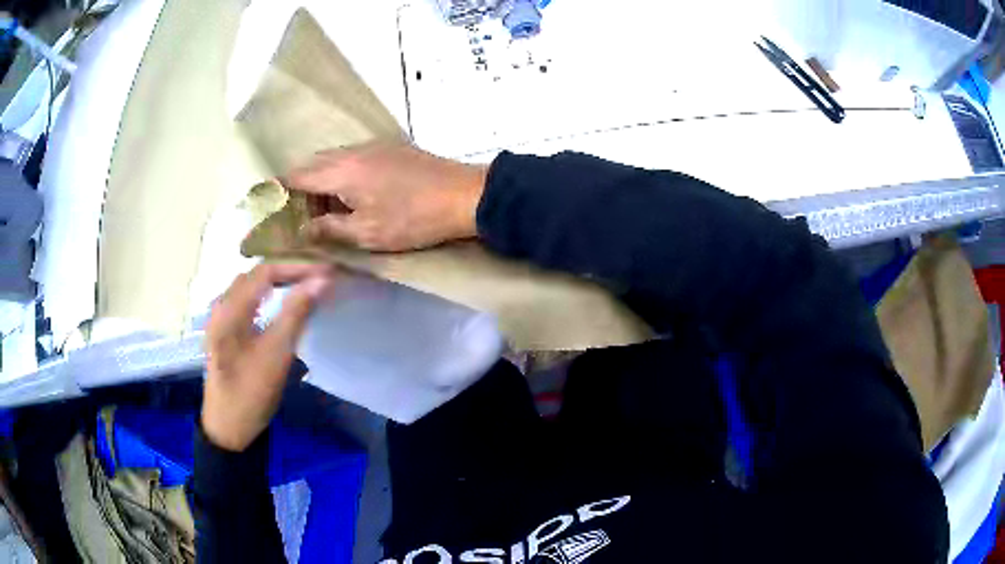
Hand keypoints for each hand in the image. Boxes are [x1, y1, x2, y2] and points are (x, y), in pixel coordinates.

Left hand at [203, 263, 333, 451]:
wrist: (228, 428)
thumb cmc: (250, 393)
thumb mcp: (276, 354)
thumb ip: (296, 313)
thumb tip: (322, 280)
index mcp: (228, 308)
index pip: (265, 271)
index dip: (297, 267)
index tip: (326, 272)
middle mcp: (221, 306)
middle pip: (256, 275)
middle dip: (288, 270)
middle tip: (319, 277)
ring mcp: (221, 319)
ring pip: (251, 286)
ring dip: (277, 281)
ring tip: (305, 284)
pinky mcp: (225, 331)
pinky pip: (247, 301)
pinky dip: (268, 295)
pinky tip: (280, 303)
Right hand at [287, 143, 486, 251]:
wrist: (465, 194)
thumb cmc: (414, 218)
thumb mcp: (367, 232)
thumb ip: (329, 229)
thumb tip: (301, 230)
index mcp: (341, 170)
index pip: (296, 176)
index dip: (278, 191)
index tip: (269, 207)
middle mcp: (352, 151)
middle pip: (312, 165)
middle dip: (300, 189)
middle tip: (301, 217)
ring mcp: (373, 146)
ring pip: (333, 160)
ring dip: (322, 183)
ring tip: (326, 212)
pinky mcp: (390, 148)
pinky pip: (352, 158)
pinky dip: (341, 176)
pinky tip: (352, 197)